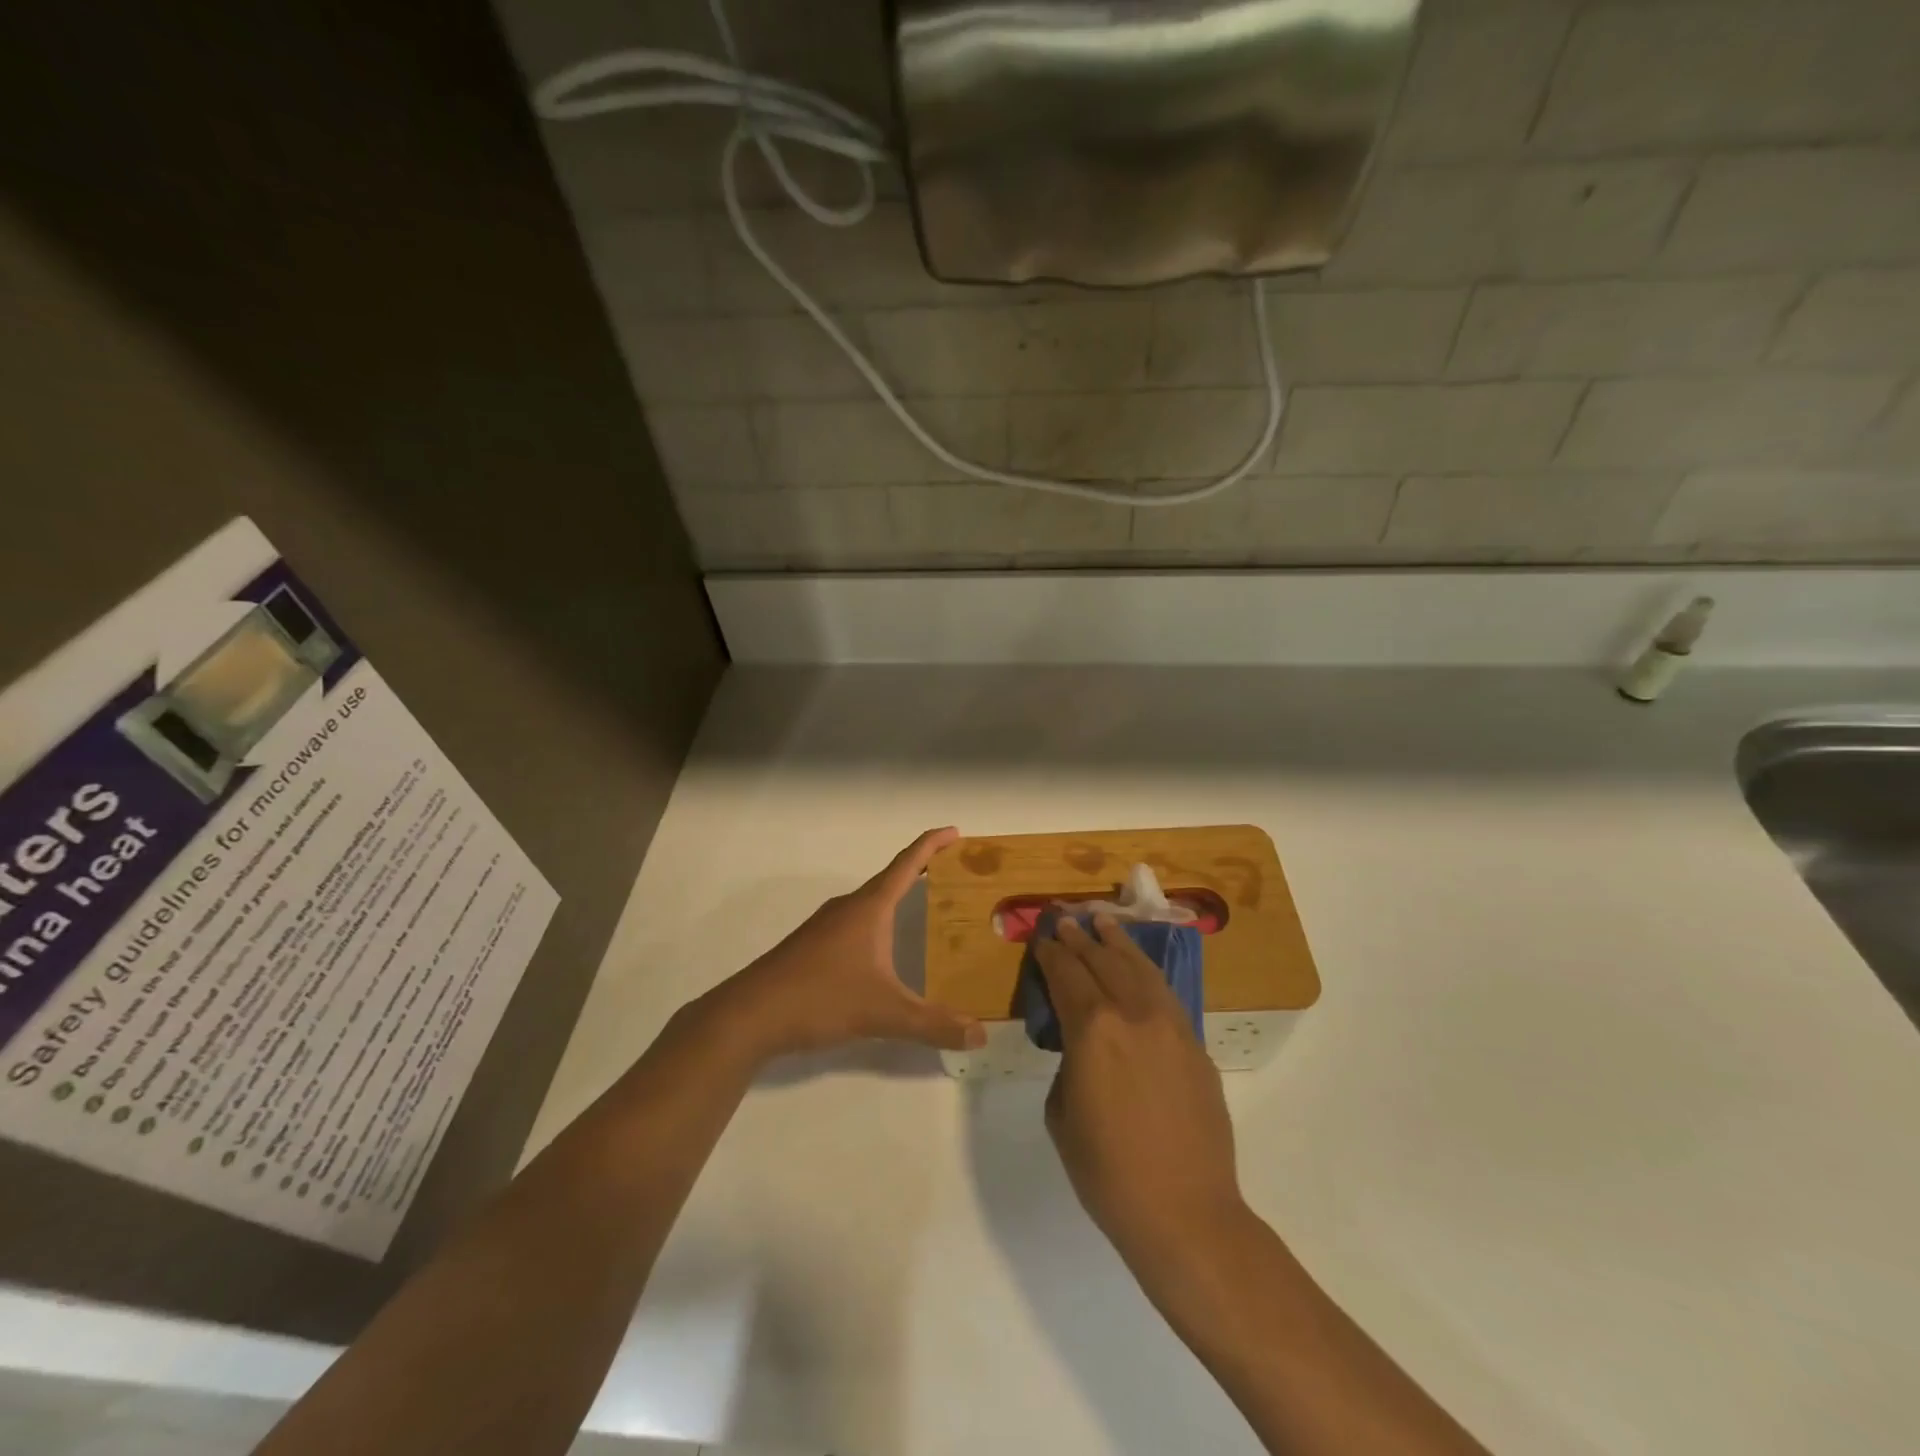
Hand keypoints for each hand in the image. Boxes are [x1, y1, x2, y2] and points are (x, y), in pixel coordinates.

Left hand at [712, 828, 985, 1061]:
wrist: (750, 1014)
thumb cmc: (820, 997)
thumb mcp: (883, 1013)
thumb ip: (933, 1024)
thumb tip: (981, 1034)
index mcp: (869, 908)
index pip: (907, 863)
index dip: (933, 844)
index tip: (956, 831)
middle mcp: (848, 907)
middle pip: (891, 878)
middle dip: (923, 871)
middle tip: (955, 877)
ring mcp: (826, 925)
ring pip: (872, 902)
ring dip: (899, 898)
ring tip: (928, 910)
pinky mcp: (812, 945)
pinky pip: (857, 922)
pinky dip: (880, 921)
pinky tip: (884, 950)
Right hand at [1034, 916, 1247, 1279]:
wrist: (1185, 1212)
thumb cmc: (1107, 1171)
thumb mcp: (1061, 1113)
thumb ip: (1068, 1063)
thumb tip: (1082, 1047)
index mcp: (1093, 1029)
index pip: (1067, 975)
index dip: (1052, 953)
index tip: (1043, 936)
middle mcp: (1133, 1013)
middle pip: (1103, 962)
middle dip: (1081, 938)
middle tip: (1066, 918)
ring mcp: (1171, 1025)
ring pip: (1139, 968)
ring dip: (1117, 943)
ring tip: (1103, 922)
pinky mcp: (1195, 1044)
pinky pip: (1164, 994)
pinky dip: (1145, 971)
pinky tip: (1137, 967)